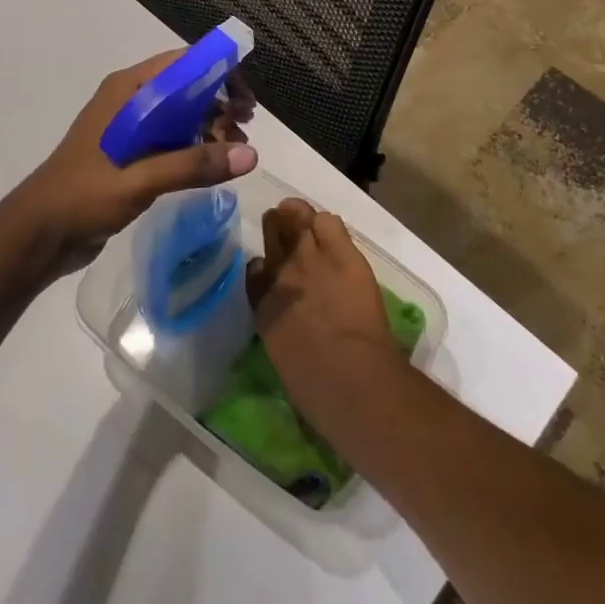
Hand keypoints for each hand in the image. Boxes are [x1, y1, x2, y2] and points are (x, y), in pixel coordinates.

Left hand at [1, 49, 256, 278]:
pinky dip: (196, 147)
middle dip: (220, 104)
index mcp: (128, 91)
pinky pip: (172, 140)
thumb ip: (193, 165)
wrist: (37, 236)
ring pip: (182, 115)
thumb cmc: (82, 197)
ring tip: (236, 151)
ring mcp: (130, 129)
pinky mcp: (131, 155)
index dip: (220, 73)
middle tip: (245, 129)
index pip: (183, 64)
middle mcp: (131, 102)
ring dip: (210, 127)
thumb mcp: (139, 180)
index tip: (247, 100)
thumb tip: (251, 155)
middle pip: (187, 88)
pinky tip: (214, 165)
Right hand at [245, 199, 406, 447]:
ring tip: (306, 221)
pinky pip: (327, 221)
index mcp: (262, 304)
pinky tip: (331, 234)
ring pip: (298, 217)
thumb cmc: (314, 386)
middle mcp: (280, 272)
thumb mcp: (282, 354)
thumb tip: (283, 315)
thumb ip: (277, 324)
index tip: (271, 269)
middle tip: (287, 231)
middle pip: (272, 231)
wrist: (349, 377)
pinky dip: (326, 224)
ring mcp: (310, 258)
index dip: (265, 265)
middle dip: (277, 228)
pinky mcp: (342, 253)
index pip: (255, 268)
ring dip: (299, 217)